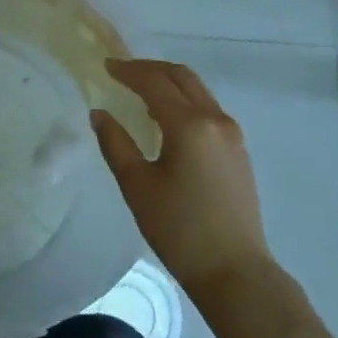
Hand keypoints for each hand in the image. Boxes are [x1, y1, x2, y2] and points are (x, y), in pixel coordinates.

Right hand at [91, 59, 271, 301]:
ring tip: (140, 90)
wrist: (235, 271)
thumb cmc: (179, 230)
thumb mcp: (137, 186)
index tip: (106, 66)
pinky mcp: (238, 151)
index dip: (129, 71)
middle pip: (182, 77)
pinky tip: (166, 118)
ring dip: (169, 83)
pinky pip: (207, 109)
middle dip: (150, 69)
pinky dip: (183, 101)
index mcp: (190, 125)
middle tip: (122, 72)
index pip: (155, 83)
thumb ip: (115, 144)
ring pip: (198, 92)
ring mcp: (232, 135)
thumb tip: (100, 114)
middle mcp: (216, 120)